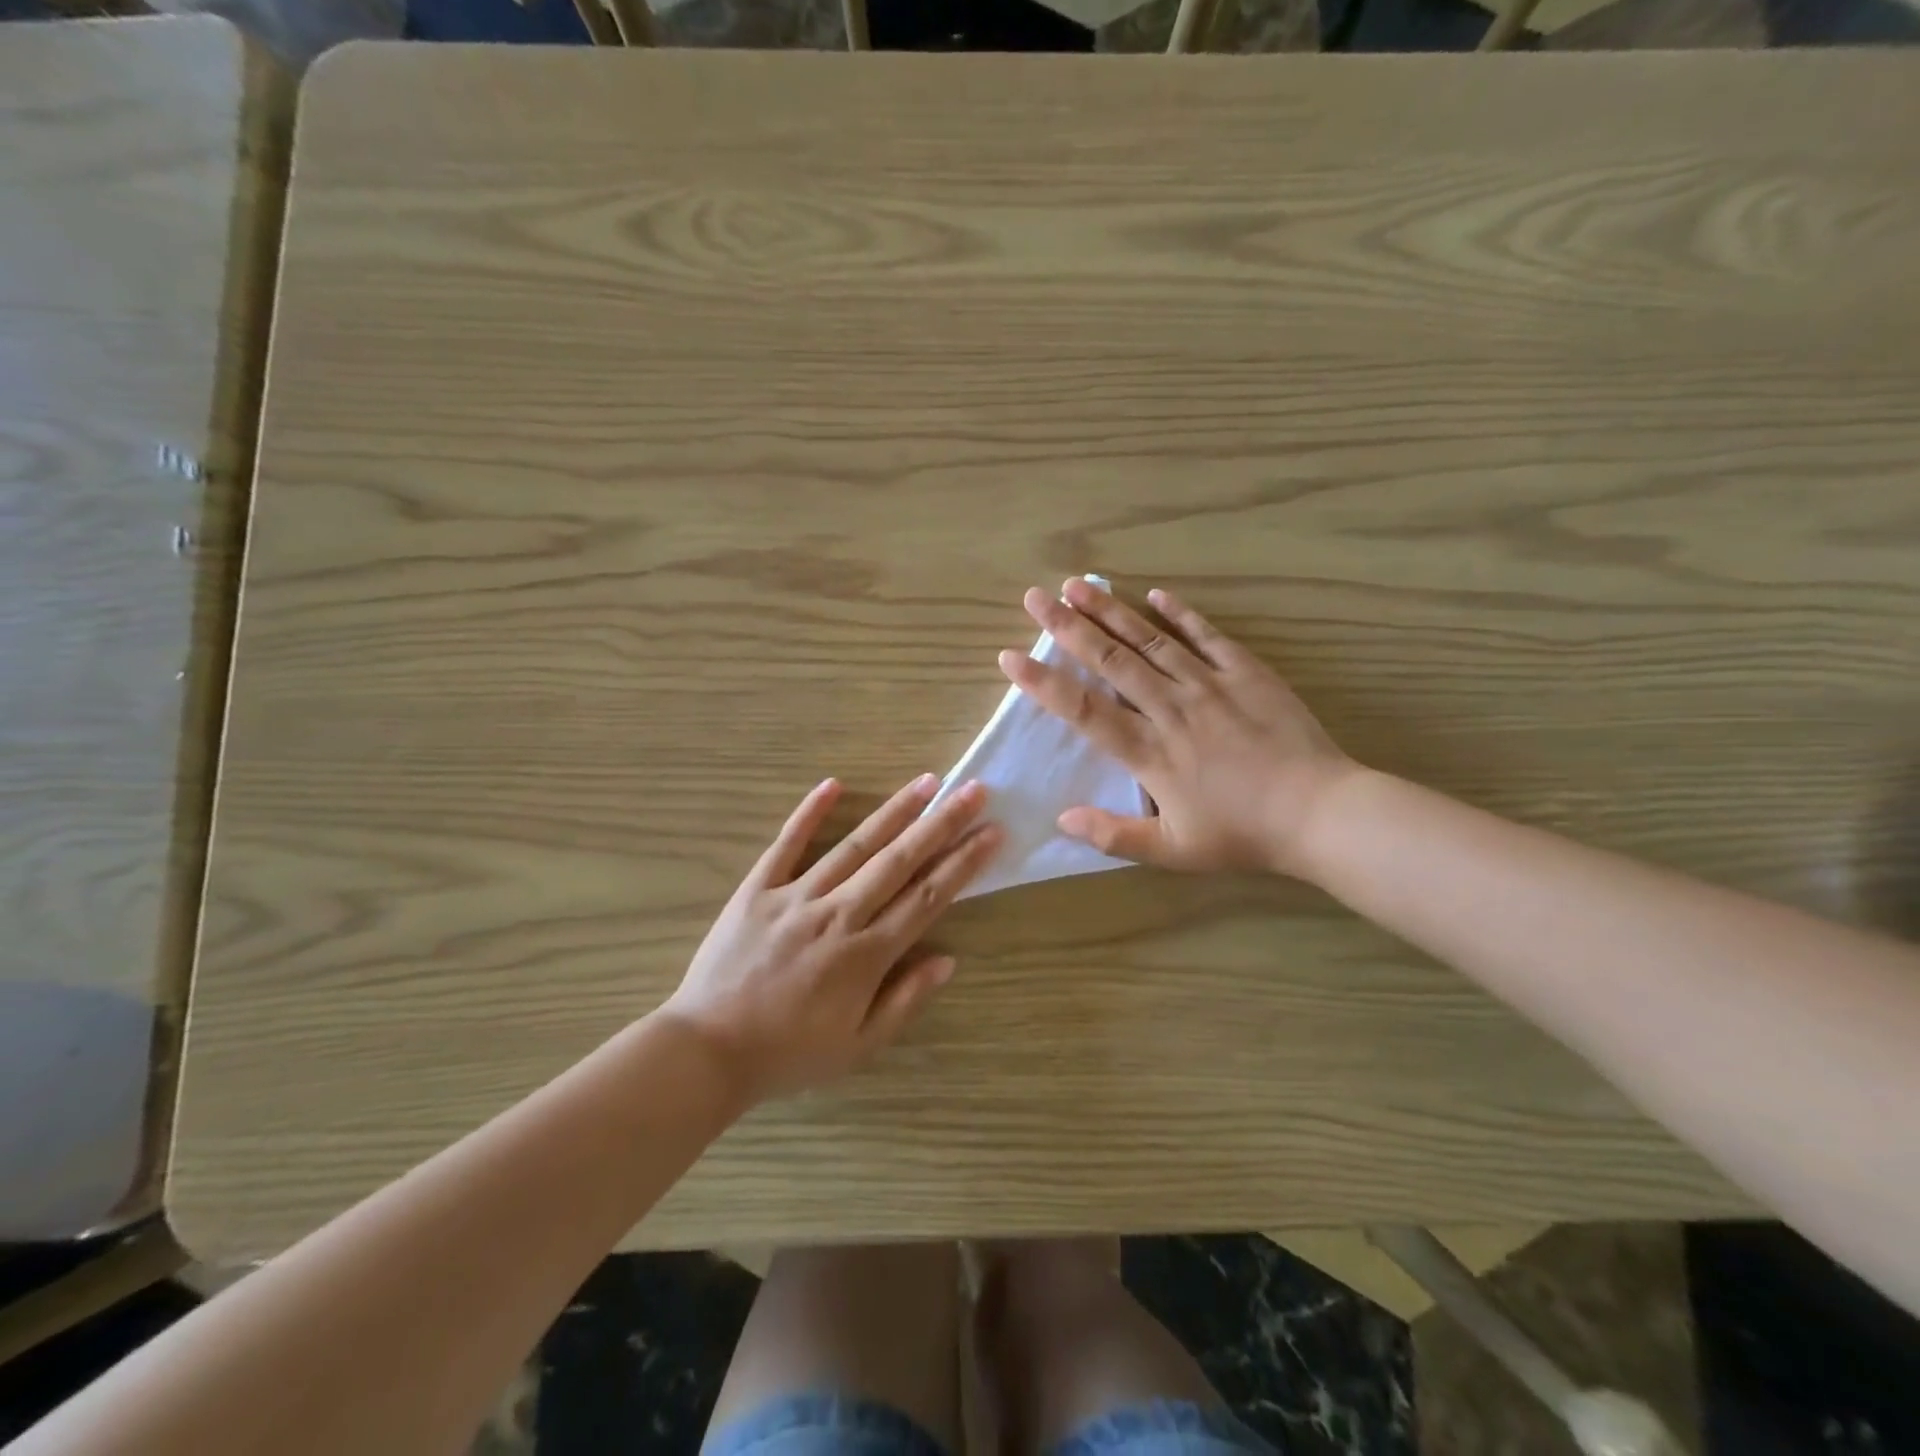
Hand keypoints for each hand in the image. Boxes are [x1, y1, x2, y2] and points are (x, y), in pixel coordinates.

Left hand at [662, 775, 1001, 1103]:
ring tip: (926, 782)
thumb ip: (904, 1001)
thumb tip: (947, 959)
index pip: (926, 898)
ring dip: (894, 812)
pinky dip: (808, 813)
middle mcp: (838, 915)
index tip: (990, 833)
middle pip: (899, 861)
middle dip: (941, 824)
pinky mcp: (757, 890)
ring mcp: (795, 897)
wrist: (706, 1052)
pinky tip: (832, 784)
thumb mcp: (857, 1046)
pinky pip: (786, 845)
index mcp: (866, 955)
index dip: (962, 863)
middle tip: (972, 790)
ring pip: (854, 846)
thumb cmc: (788, 1054)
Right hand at [998, 579, 1357, 878]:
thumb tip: (1061, 818)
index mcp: (1149, 752)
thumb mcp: (1173, 851)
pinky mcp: (1246, 673)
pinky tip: (1156, 594)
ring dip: (1111, 611)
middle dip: (1068, 627)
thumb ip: (1114, 836)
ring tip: (1078, 584)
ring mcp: (1209, 685)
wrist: (1320, 813)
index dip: (1043, 683)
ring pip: (1150, 640)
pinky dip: (1181, 614)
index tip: (1010, 657)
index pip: (1083, 710)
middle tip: (1035, 597)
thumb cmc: (1242, 835)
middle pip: (1110, 661)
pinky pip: (1208, 636)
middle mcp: (1170, 709)